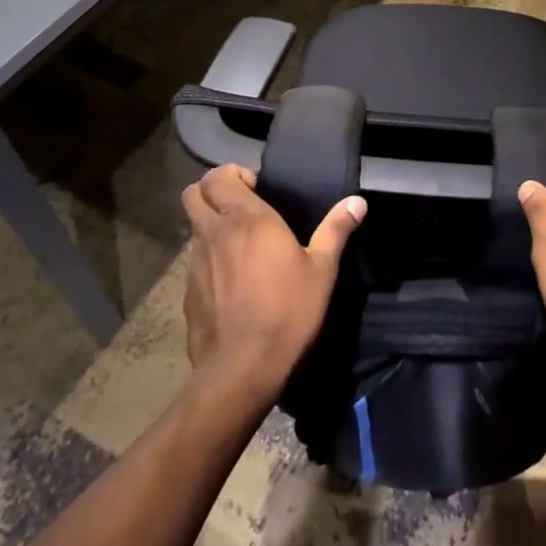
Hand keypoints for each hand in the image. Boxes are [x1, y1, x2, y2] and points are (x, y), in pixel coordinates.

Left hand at [181, 165, 365, 401]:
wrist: (241, 369)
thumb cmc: (287, 311)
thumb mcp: (322, 271)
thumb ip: (336, 230)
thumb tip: (357, 202)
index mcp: (247, 219)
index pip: (218, 176)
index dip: (233, 175)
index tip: (257, 189)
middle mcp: (215, 233)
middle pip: (193, 193)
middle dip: (212, 191)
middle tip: (241, 207)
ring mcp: (195, 263)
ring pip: (193, 227)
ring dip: (210, 226)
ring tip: (239, 246)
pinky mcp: (187, 292)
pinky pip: (194, 261)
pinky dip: (208, 259)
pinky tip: (231, 281)